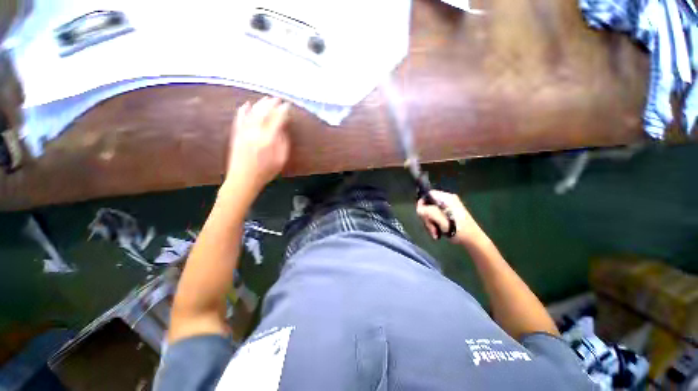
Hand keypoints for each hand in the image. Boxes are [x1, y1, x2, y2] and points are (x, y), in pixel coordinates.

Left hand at [226, 97, 290, 191]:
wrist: (243, 179)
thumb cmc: (265, 172)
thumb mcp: (281, 161)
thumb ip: (283, 144)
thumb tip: (282, 130)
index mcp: (268, 140)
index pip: (277, 120)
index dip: (283, 112)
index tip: (287, 106)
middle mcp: (255, 132)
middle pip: (263, 113)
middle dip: (271, 104)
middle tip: (277, 99)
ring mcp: (244, 132)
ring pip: (251, 113)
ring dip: (259, 105)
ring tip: (266, 100)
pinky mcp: (236, 134)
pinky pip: (239, 119)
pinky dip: (243, 111)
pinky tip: (246, 105)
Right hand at [416, 190, 485, 246]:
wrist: (473, 241)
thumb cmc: (458, 230)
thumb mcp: (441, 221)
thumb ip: (428, 212)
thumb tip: (418, 209)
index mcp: (446, 198)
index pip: (427, 194)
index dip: (422, 204)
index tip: (422, 216)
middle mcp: (446, 200)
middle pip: (427, 204)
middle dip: (427, 218)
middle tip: (432, 229)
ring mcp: (446, 207)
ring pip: (429, 212)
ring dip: (430, 224)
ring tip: (435, 234)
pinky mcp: (447, 214)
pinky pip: (434, 216)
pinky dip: (434, 225)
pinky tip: (437, 233)